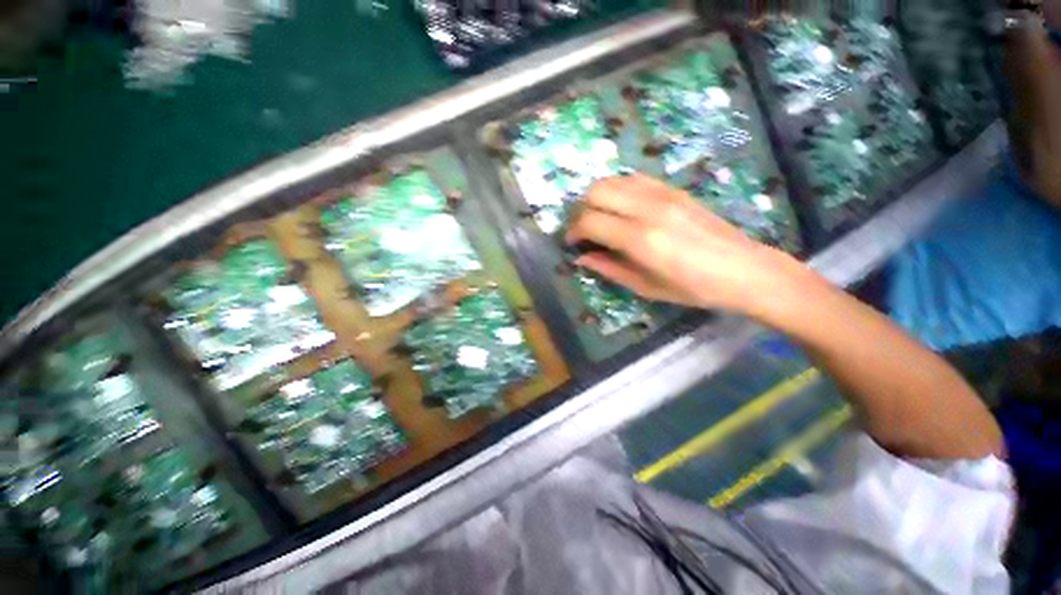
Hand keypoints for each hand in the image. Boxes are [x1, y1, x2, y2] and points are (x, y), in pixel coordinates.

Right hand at [565, 174, 812, 319]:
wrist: (744, 269)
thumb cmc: (693, 288)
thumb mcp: (645, 287)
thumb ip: (609, 268)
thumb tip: (581, 257)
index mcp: (640, 239)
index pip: (590, 221)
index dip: (573, 231)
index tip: (571, 243)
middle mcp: (648, 209)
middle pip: (596, 192)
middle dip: (580, 211)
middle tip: (582, 230)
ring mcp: (662, 194)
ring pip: (612, 180)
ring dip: (597, 197)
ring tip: (599, 218)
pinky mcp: (673, 189)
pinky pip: (633, 178)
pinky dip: (617, 189)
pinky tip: (621, 207)